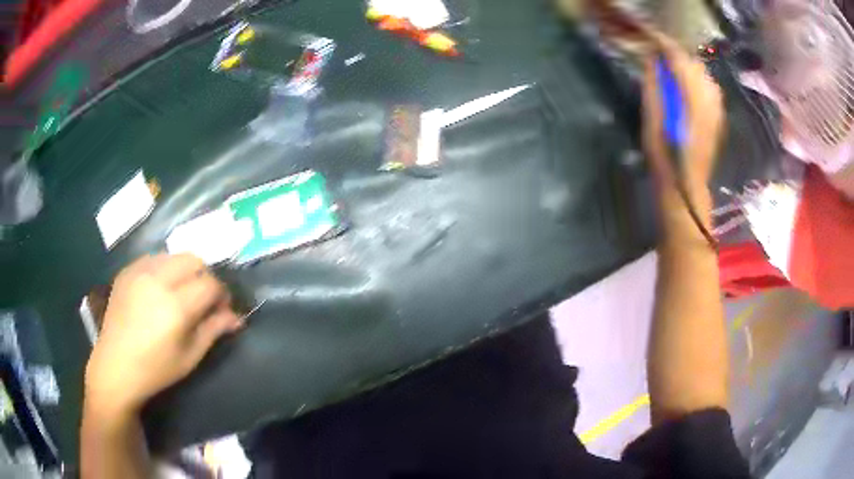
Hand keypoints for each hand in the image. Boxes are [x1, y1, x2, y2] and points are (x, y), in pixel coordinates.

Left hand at [84, 254, 242, 417]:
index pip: (211, 284)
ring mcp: (139, 271)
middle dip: (205, 276)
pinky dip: (165, 269)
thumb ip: (214, 330)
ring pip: (174, 255)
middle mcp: (158, 280)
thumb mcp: (190, 357)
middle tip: (204, 299)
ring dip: (185, 271)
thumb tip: (237, 317)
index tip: (223, 308)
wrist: (115, 366)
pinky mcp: (127, 271)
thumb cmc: (156, 369)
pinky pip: (154, 258)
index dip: (222, 295)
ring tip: (181, 293)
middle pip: (194, 260)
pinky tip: (160, 289)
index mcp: (176, 306)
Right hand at [641, 31, 724, 233]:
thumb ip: (654, 84)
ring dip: (687, 69)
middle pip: (692, 62)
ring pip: (702, 73)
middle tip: (659, 61)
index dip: (662, 44)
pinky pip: (709, 87)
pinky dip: (696, 81)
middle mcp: (709, 96)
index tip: (649, 40)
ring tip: (672, 75)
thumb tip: (652, 59)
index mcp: (691, 95)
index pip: (678, 57)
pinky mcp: (719, 115)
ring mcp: (717, 106)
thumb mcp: (651, 118)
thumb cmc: (665, 155)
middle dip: (676, 56)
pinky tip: (686, 91)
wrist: (687, 185)